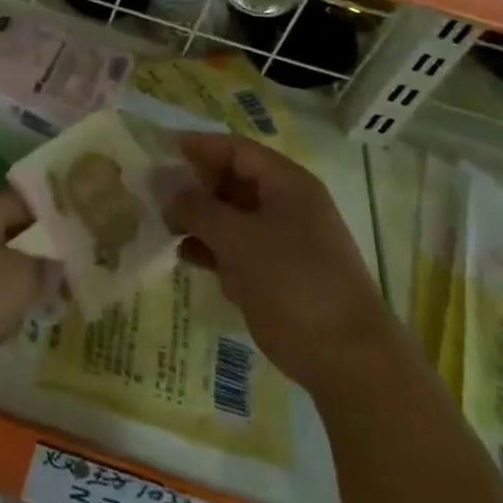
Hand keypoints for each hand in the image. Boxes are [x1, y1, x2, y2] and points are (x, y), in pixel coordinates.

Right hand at [166, 134, 393, 392]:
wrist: (345, 356)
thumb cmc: (293, 281)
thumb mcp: (238, 238)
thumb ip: (197, 208)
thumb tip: (166, 188)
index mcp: (286, 184)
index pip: (236, 149)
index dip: (199, 146)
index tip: (162, 149)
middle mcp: (284, 204)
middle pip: (231, 180)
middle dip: (194, 185)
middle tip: (157, 195)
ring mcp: (279, 240)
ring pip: (229, 216)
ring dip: (198, 219)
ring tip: (166, 228)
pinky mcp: (272, 272)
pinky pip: (234, 248)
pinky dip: (210, 248)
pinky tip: (186, 256)